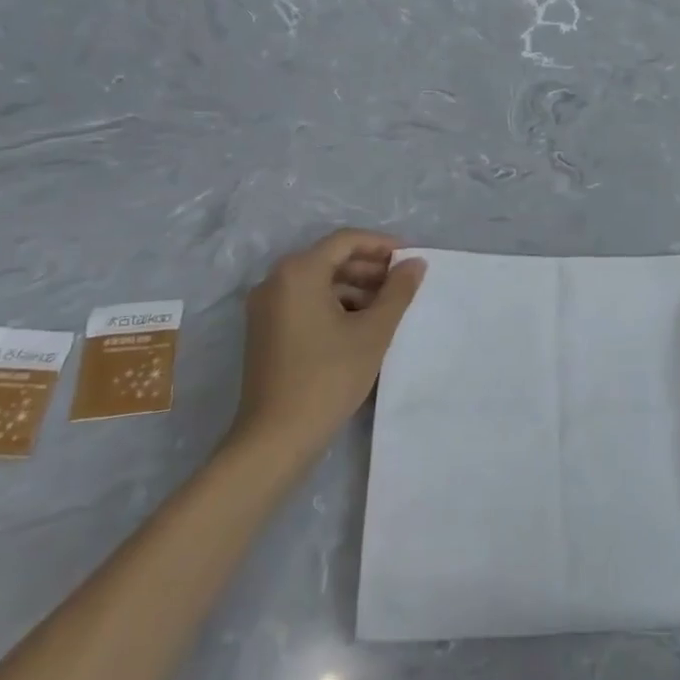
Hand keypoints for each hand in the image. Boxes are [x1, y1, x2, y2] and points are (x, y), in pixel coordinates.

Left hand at [232, 229, 425, 464]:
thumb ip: (398, 292)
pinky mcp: (265, 331)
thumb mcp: (373, 332)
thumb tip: (415, 263)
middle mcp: (275, 281)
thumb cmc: (329, 377)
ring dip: (355, 288)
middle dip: (370, 268)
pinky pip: (305, 302)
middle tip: (404, 284)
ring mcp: (266, 307)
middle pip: (330, 259)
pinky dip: (334, 305)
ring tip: (388, 308)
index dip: (382, 245)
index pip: (346, 241)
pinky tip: (360, 326)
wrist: (276, 438)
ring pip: (318, 282)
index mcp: (299, 272)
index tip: (411, 260)